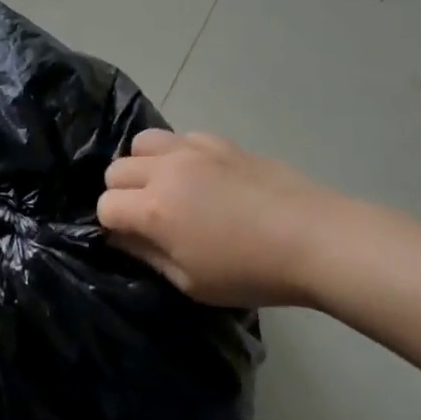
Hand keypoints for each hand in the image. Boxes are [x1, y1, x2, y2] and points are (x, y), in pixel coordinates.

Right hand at [97, 130, 342, 306]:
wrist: (314, 238)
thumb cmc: (251, 272)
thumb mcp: (192, 282)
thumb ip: (148, 256)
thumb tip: (121, 238)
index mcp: (153, 210)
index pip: (105, 206)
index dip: (111, 225)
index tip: (129, 240)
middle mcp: (165, 171)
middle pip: (116, 169)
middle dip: (121, 193)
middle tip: (145, 215)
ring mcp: (193, 150)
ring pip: (143, 142)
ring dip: (143, 165)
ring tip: (164, 186)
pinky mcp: (220, 142)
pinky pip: (181, 137)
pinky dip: (178, 154)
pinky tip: (199, 175)